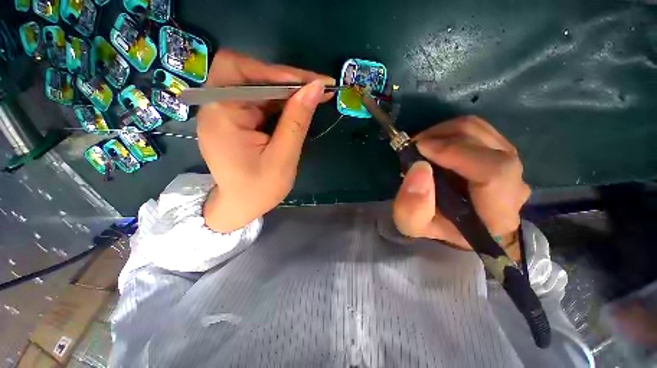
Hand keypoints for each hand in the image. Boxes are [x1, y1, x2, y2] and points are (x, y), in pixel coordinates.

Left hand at [197, 50, 334, 232]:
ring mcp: (226, 112)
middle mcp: (217, 106)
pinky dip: (282, 102)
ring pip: (259, 86)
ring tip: (315, 96)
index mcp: (220, 115)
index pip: (241, 71)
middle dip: (287, 80)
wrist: (242, 206)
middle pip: (250, 74)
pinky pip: (261, 100)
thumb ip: (297, 121)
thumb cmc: (259, 189)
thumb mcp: (283, 157)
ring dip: (288, 91)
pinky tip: (299, 107)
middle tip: (318, 88)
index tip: (312, 81)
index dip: (277, 71)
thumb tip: (316, 88)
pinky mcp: (237, 119)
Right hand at [392, 116, 530, 252]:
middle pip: (489, 145)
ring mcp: (511, 165)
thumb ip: (412, 206)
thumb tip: (419, 167)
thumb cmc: (435, 227)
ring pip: (482, 132)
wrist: (454, 224)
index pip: (495, 172)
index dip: (457, 153)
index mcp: (497, 214)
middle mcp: (514, 186)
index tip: (421, 148)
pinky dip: (451, 132)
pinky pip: (478, 130)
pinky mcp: (500, 152)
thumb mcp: (412, 225)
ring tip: (422, 145)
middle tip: (415, 146)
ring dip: (446, 132)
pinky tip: (434, 144)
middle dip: (445, 138)